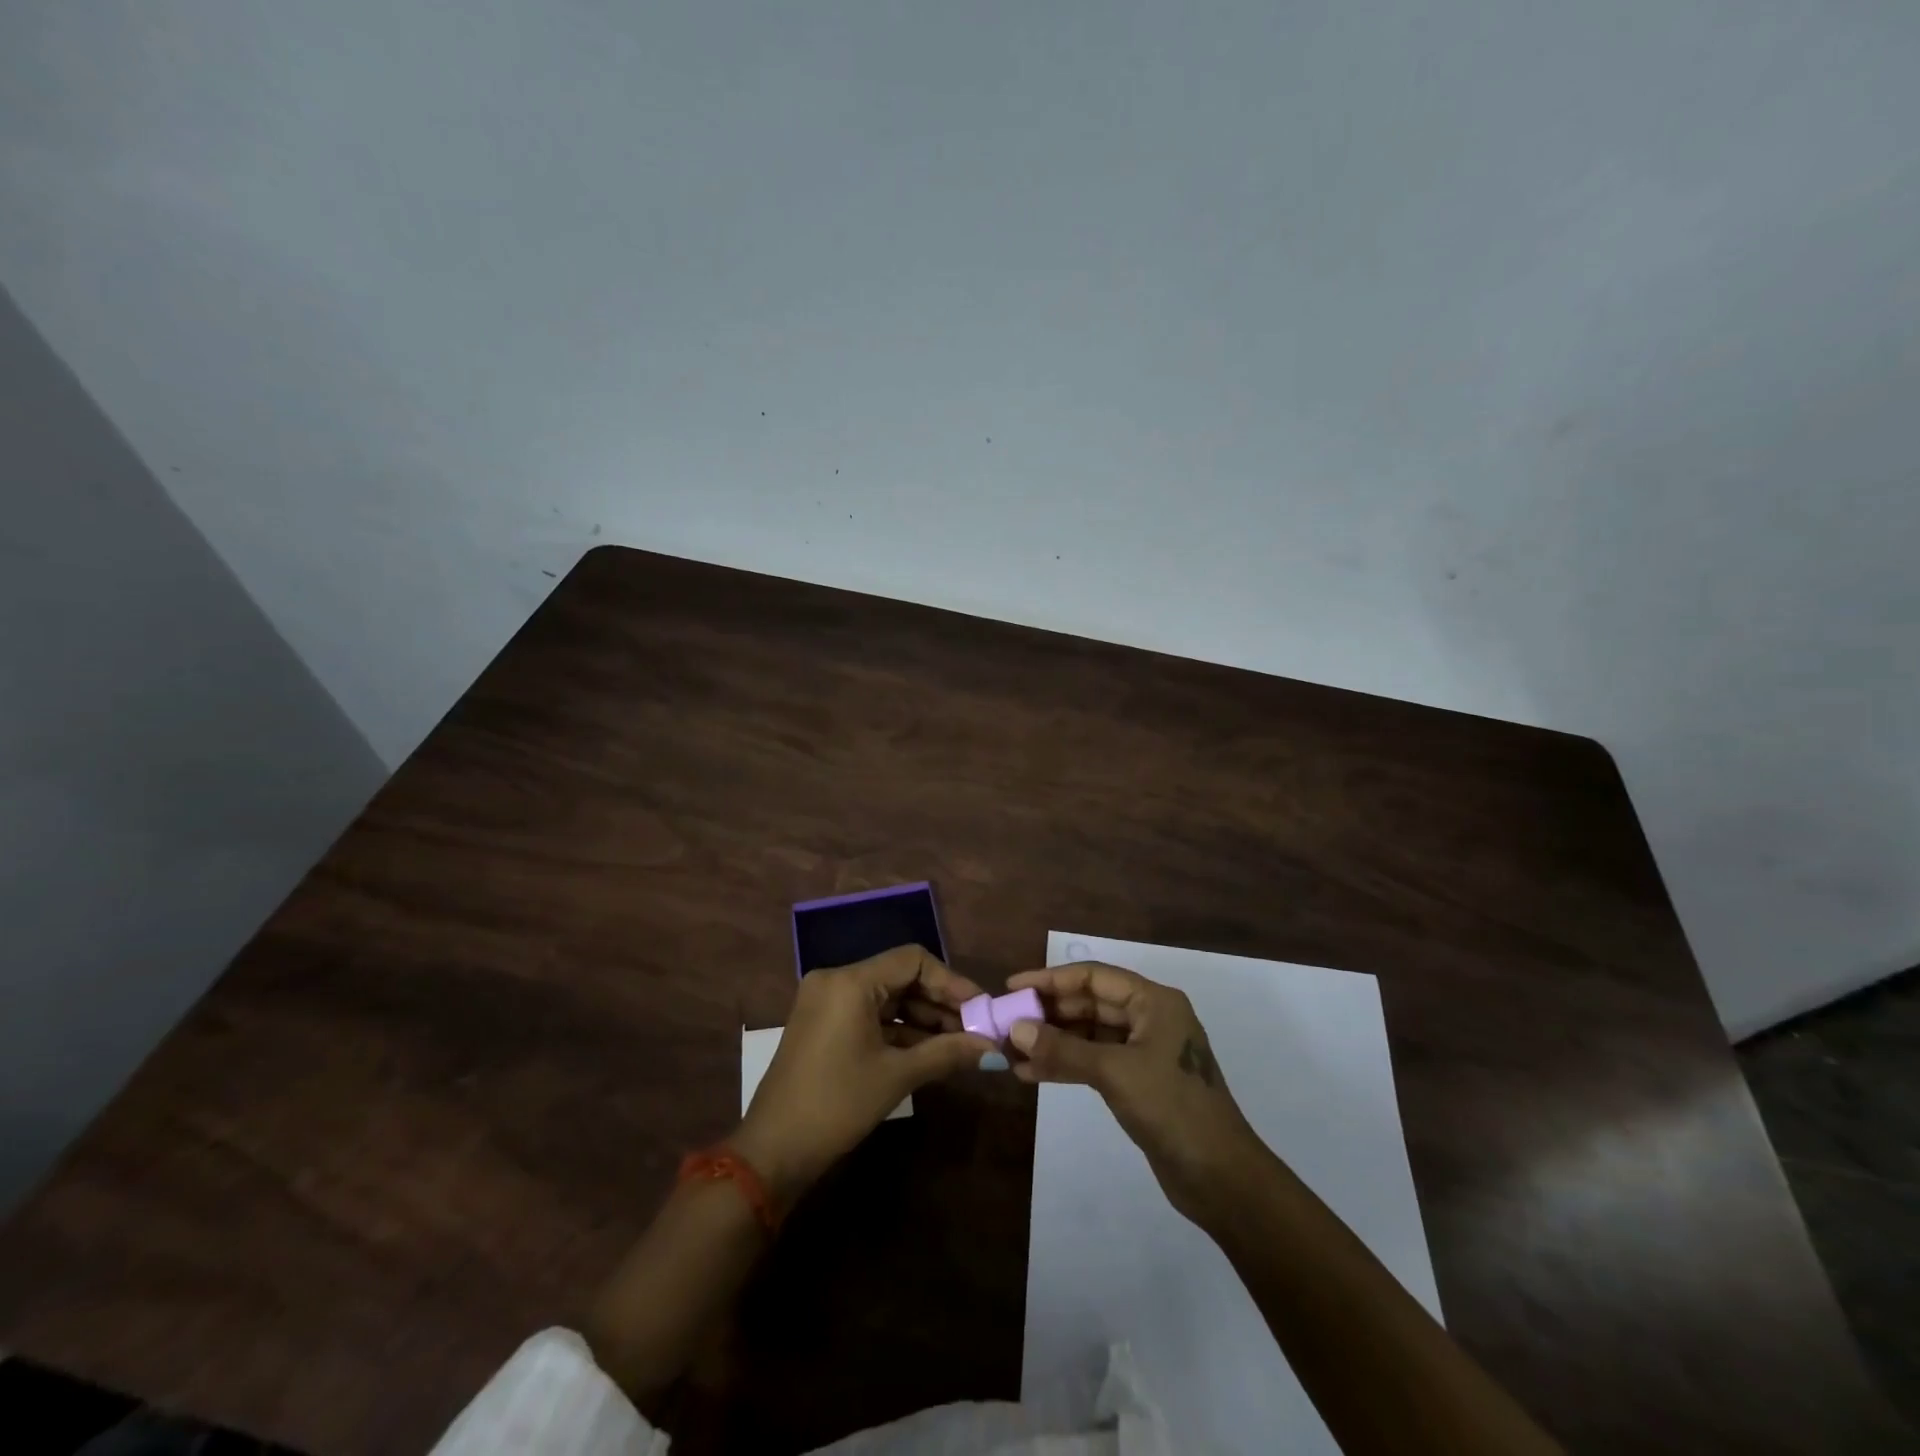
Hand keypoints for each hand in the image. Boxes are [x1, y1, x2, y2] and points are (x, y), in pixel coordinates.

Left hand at [733, 946, 994, 1205]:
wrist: (773, 1151)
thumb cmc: (837, 1105)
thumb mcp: (897, 1077)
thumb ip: (947, 1053)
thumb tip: (993, 1048)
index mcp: (851, 981)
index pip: (913, 960)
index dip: (951, 982)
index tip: (981, 1007)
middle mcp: (837, 980)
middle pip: (901, 976)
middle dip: (940, 1002)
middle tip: (976, 1028)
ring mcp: (827, 1001)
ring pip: (887, 997)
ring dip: (923, 1018)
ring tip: (960, 1043)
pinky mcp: (824, 1024)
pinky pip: (870, 1014)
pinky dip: (900, 1029)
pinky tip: (931, 1050)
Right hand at [1005, 962, 1262, 1221]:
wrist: (1222, 1178)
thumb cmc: (1173, 1109)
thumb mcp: (1115, 1073)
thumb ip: (1063, 1049)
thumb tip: (1016, 1029)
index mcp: (1154, 1002)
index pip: (1093, 977)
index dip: (1051, 979)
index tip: (1013, 987)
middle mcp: (1149, 1018)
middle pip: (1089, 1004)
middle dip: (1048, 1013)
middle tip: (1006, 1022)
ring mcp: (1144, 1051)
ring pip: (1089, 1035)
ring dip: (1052, 1041)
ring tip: (1011, 1051)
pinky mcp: (1138, 1081)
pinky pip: (1094, 1061)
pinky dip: (1066, 1065)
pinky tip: (1032, 1073)